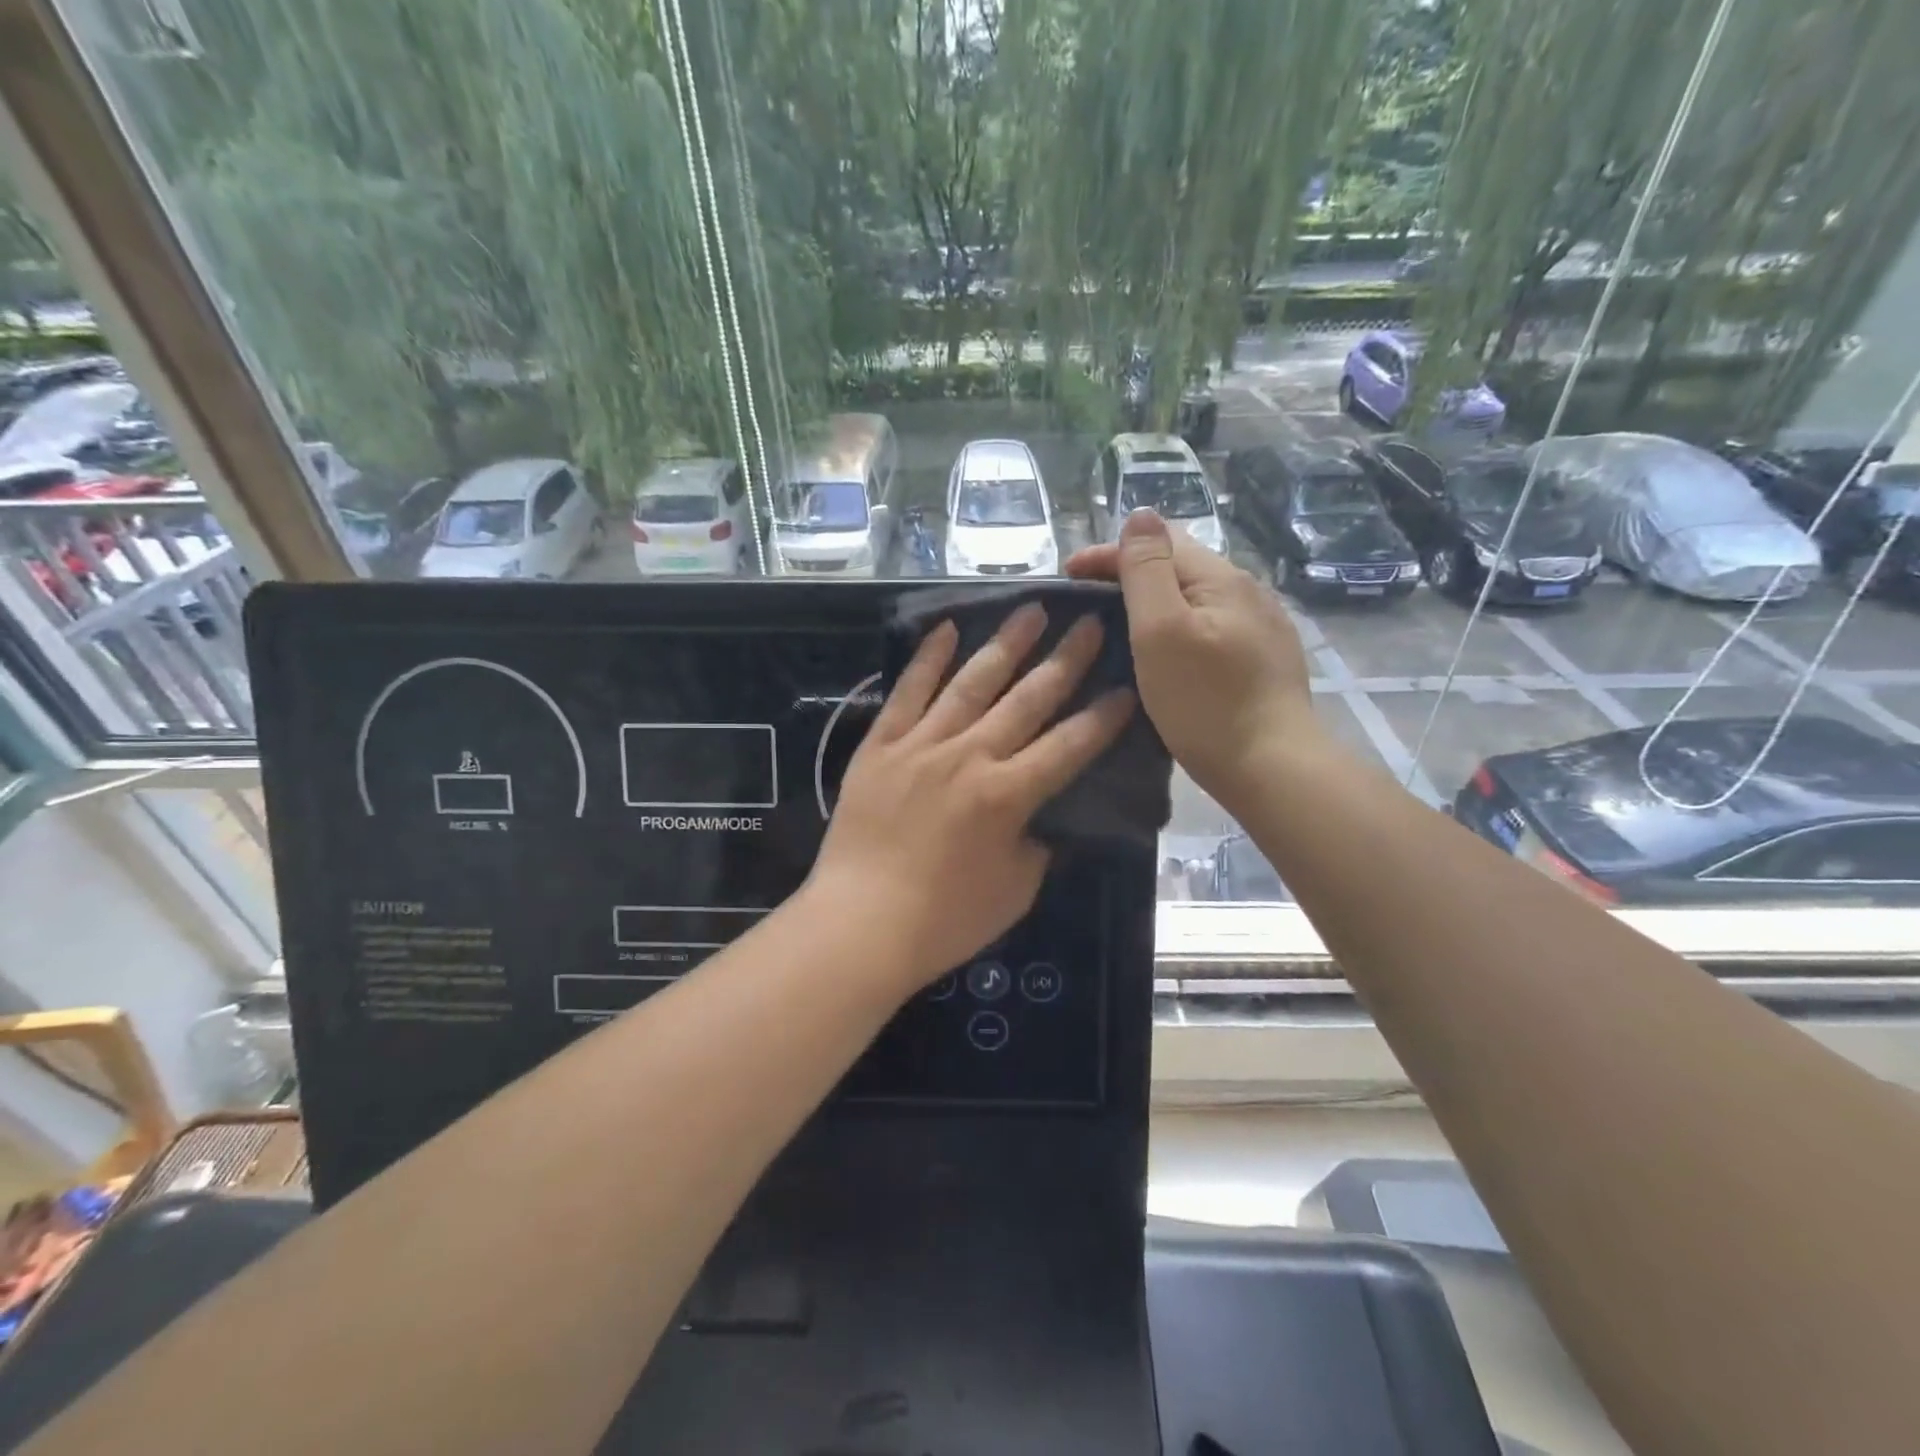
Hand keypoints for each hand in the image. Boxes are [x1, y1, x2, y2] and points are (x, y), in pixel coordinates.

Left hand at [809, 604, 1134, 993]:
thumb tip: (1042, 817)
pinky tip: (947, 629)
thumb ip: (1037, 845)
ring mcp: (921, 745)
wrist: (860, 923)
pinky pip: (907, 692)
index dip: (1103, 717)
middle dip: (1064, 660)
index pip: (1070, 745)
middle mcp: (970, 756)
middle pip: (1027, 699)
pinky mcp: (880, 746)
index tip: (1126, 688)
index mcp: (1009, 794)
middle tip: (1088, 622)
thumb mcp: (1015, 890)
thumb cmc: (945, 919)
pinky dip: (927, 659)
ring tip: (1031, 610)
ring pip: (971, 683)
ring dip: (1005, 644)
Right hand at [1066, 510, 1318, 802]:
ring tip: (1123, 626)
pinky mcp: (1266, 659)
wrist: (1272, 768)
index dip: (1107, 553)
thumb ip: (1147, 570)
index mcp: (1221, 578)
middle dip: (1131, 574)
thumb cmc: (1206, 701)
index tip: (1066, 577)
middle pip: (1180, 566)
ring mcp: (1262, 626)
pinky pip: (1213, 626)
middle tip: (1089, 602)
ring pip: (1197, 597)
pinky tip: (1171, 651)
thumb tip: (1141, 514)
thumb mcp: (1161, 631)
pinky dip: (1181, 627)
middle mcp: (1248, 591)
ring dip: (1157, 601)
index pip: (1158, 543)